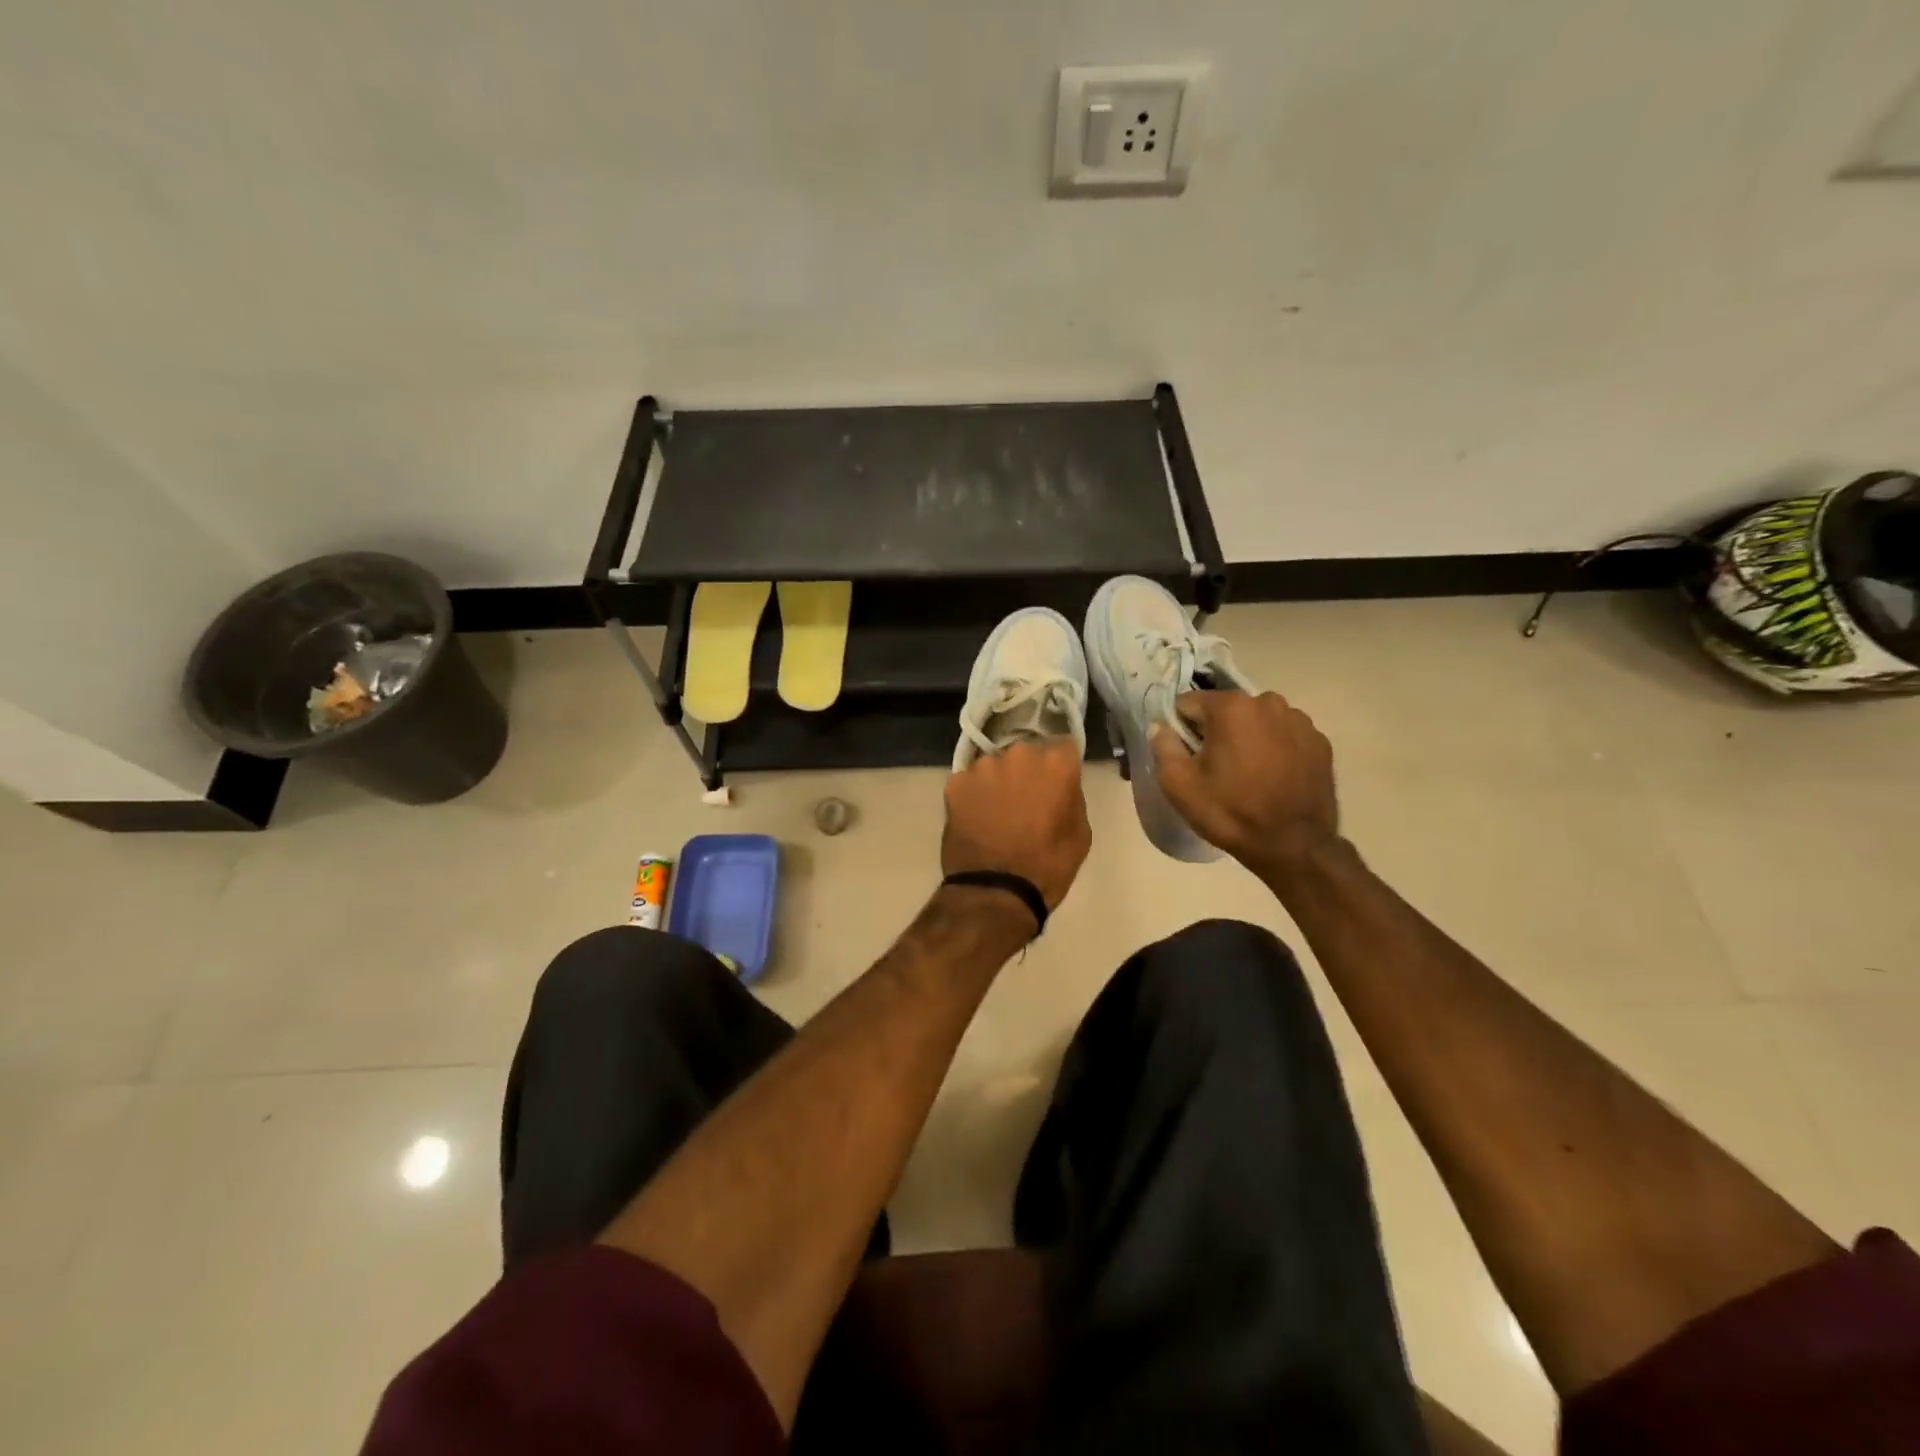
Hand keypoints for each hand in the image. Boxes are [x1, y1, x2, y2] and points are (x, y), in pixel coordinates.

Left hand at [942, 739, 1090, 911]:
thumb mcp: (1080, 833)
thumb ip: (1071, 797)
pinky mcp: (955, 783)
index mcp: (1055, 764)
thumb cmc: (1048, 866)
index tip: (1057, 782)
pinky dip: (973, 796)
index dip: (1060, 765)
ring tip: (997, 813)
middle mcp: (1019, 754)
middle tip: (1025, 800)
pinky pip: (969, 783)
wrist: (995, 892)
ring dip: (998, 782)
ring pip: (995, 766)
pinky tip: (975, 820)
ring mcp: (983, 767)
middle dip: (1027, 771)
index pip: (1063, 746)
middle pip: (1026, 754)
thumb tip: (1060, 787)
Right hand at [1149, 691, 1339, 883]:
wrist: (1295, 846)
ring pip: (1258, 721)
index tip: (1187, 756)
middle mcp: (1268, 702)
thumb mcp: (1178, 786)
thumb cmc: (1230, 813)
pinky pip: (1285, 736)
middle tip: (1217, 768)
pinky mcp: (1320, 741)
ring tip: (1249, 774)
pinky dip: (1276, 749)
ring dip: (1248, 738)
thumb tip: (1161, 727)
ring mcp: (1300, 721)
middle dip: (1217, 732)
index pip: (1189, 703)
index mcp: (1232, 707)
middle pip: (1227, 710)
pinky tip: (1274, 778)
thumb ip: (1163, 747)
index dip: (1181, 729)